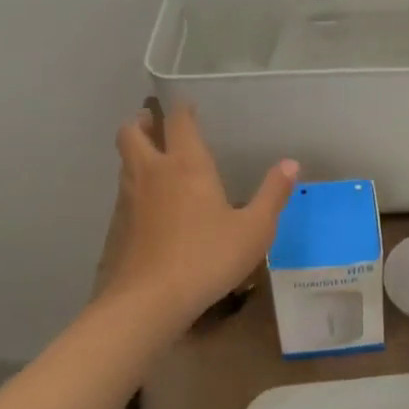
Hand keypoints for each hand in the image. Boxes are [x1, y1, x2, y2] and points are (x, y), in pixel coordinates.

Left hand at [107, 103, 296, 331]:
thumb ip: (273, 194)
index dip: (183, 109)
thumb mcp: (254, 229)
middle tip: (156, 125)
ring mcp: (129, 199)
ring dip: (136, 153)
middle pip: (132, 133)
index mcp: (186, 164)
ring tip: (154, 161)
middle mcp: (152, 172)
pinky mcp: (117, 226)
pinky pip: (123, 193)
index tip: (189, 107)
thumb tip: (290, 164)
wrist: (150, 301)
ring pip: (125, 162)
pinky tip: (150, 207)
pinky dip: (134, 187)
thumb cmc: (208, 257)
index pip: (179, 122)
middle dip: (143, 123)